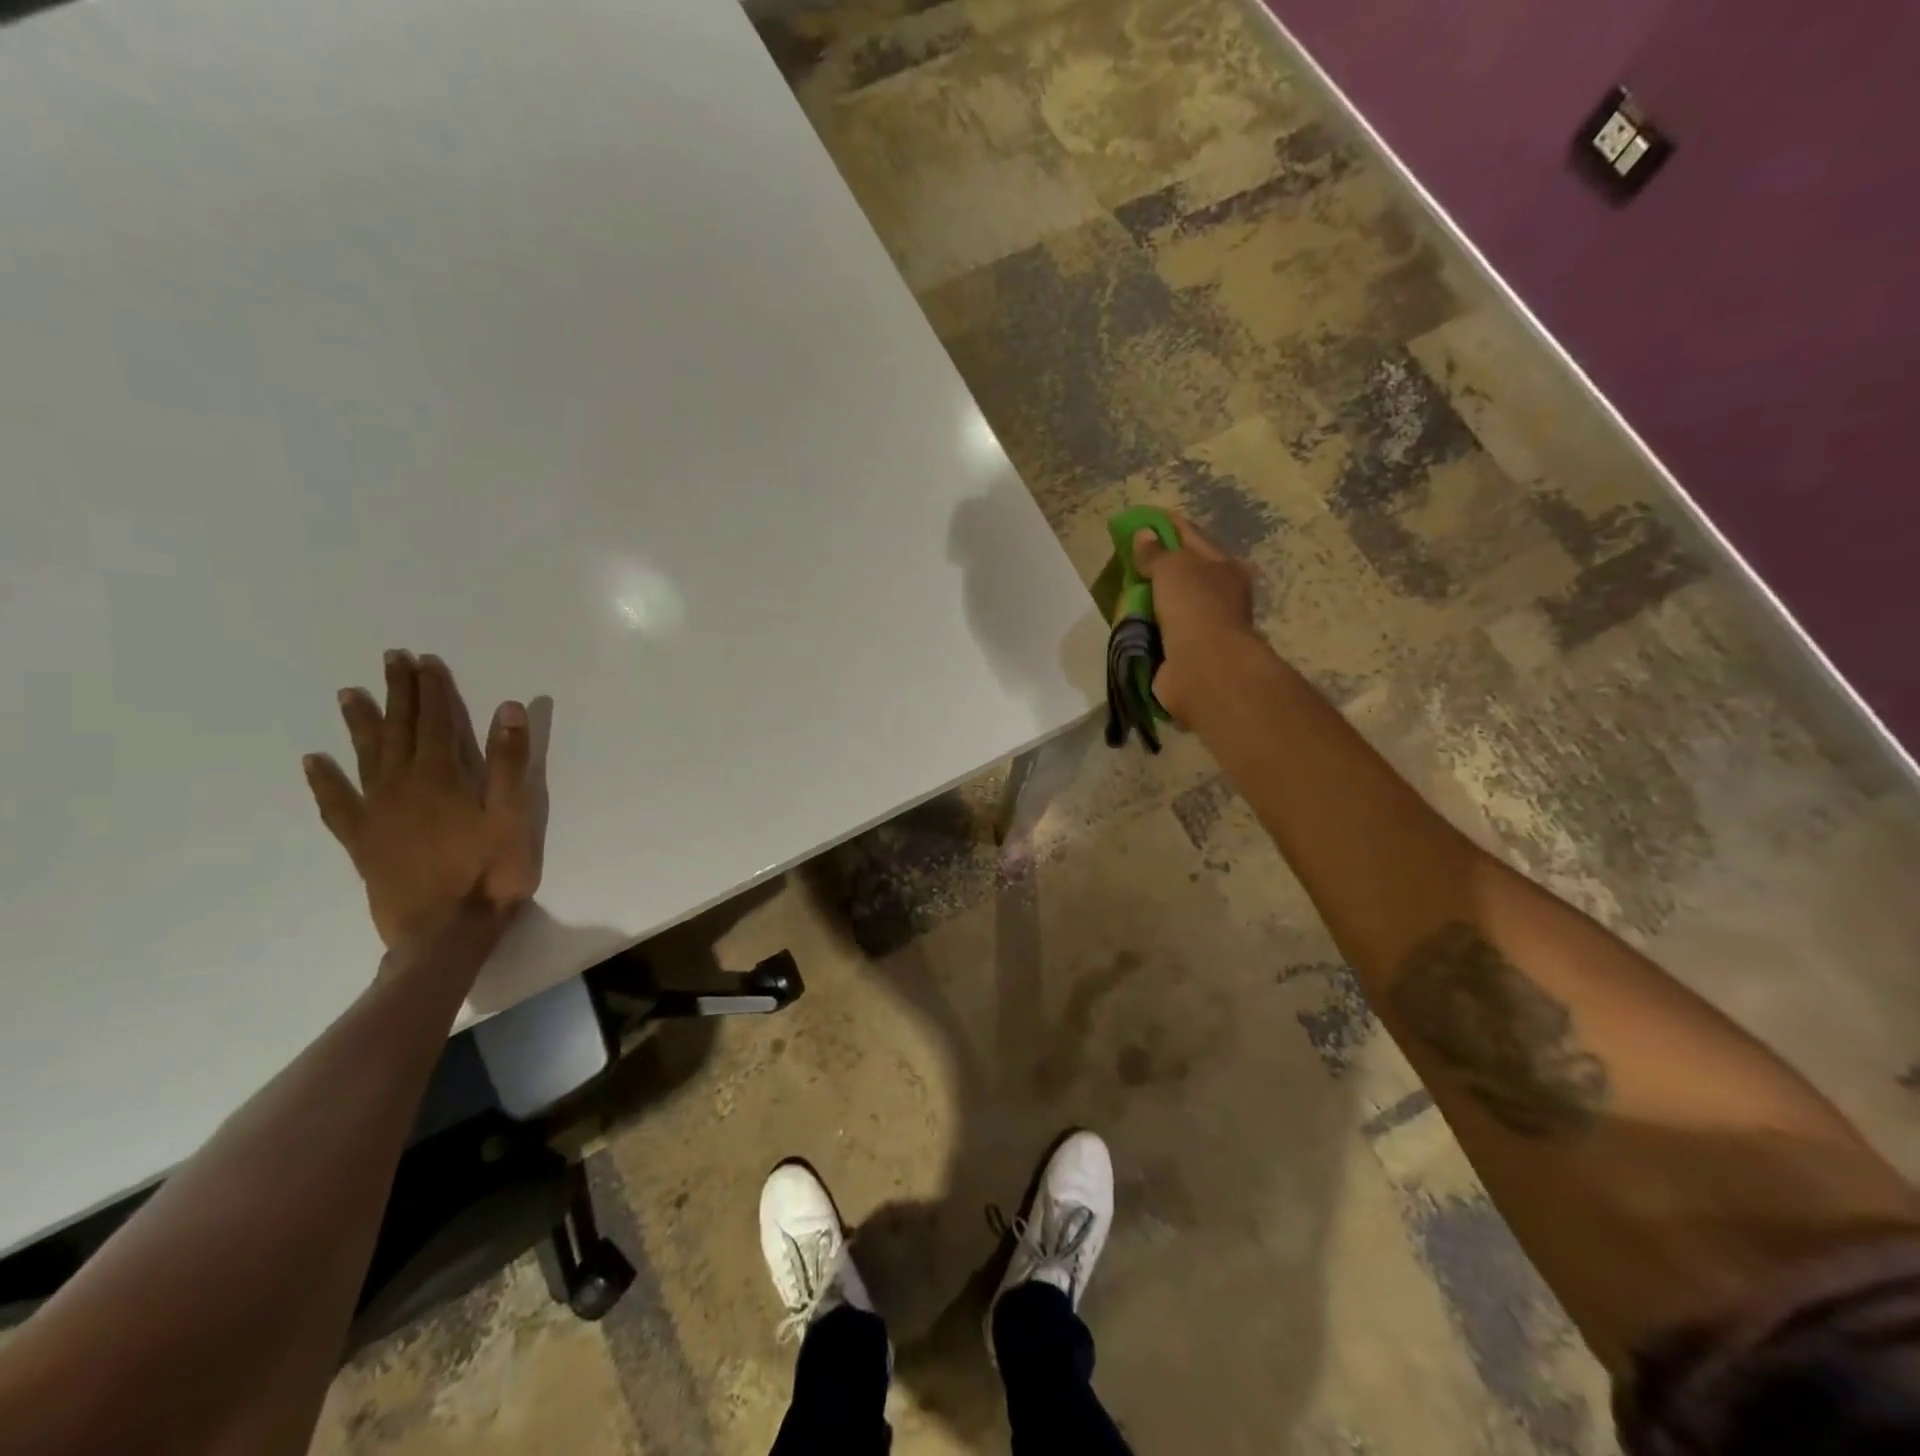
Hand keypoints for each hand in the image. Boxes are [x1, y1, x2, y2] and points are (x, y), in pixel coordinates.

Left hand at [303, 651, 542, 948]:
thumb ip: (509, 761)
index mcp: (441, 777)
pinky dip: (323, 781)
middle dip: (398, 693)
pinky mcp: (362, 841)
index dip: (432, 690)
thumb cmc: (490, 871)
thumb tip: (507, 708)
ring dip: (360, 724)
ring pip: (365, 757)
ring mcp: (376, 813)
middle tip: (391, 660)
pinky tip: (314, 763)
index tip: (424, 661)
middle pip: (398, 730)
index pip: (435, 721)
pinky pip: (336, 803)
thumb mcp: (514, 814)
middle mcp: (401, 785)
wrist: (445, 932)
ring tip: (349, 695)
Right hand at [1131, 514, 1259, 722]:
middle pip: (1183, 573)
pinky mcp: (1186, 654)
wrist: (1203, 668)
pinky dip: (1146, 628)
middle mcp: (1220, 595)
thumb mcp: (1173, 567)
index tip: (1139, 521)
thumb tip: (1143, 535)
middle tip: (1125, 559)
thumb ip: (1156, 552)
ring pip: (1171, 604)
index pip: (1191, 537)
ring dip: (1149, 600)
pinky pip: (1160, 633)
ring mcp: (1204, 627)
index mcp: (1225, 567)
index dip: (1165, 526)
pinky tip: (1128, 623)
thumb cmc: (1195, 607)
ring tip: (1121, 592)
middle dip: (1156, 566)